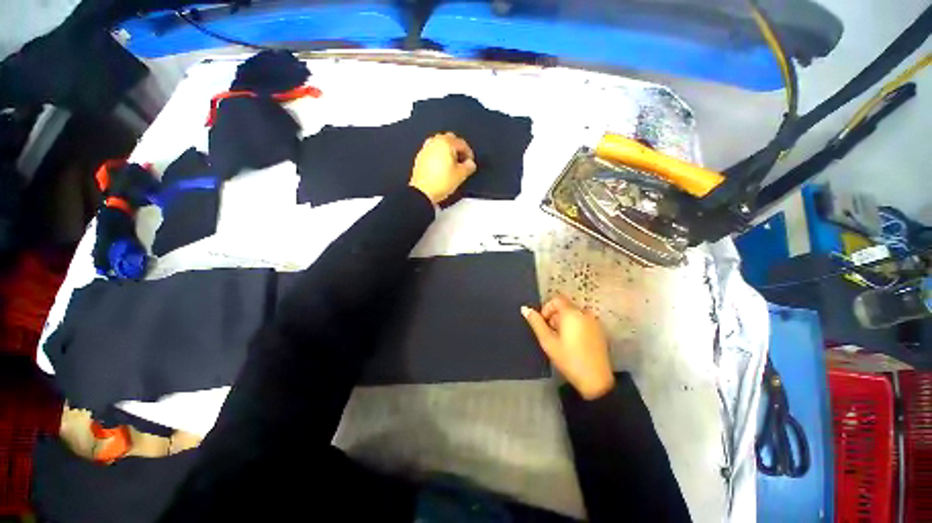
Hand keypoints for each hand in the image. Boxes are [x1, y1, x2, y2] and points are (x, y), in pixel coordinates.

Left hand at [409, 132, 476, 204]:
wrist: (422, 192)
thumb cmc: (441, 182)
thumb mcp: (460, 175)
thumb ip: (469, 166)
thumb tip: (470, 163)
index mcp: (446, 143)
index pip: (462, 144)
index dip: (469, 153)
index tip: (470, 163)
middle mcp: (435, 142)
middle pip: (450, 139)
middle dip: (458, 149)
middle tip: (462, 161)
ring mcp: (426, 148)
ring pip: (440, 144)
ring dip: (448, 151)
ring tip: (451, 164)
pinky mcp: (420, 157)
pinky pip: (433, 151)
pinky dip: (439, 155)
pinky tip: (441, 167)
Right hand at [521, 295, 614, 399]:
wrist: (595, 380)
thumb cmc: (568, 359)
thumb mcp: (547, 341)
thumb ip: (536, 323)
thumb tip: (525, 308)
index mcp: (572, 313)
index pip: (556, 300)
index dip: (547, 309)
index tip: (544, 324)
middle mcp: (585, 313)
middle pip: (565, 306)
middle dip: (555, 317)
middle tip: (551, 335)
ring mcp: (594, 322)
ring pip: (574, 314)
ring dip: (564, 322)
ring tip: (562, 340)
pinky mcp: (600, 331)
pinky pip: (583, 321)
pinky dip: (575, 326)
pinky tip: (573, 343)